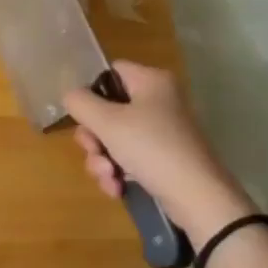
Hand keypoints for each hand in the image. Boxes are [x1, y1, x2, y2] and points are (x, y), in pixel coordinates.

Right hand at [62, 61, 255, 239]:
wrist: (196, 196)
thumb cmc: (151, 148)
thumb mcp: (107, 122)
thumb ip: (80, 103)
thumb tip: (71, 96)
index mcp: (151, 82)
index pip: (111, 71)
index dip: (92, 91)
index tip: (83, 115)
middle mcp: (158, 101)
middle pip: (107, 109)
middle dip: (94, 137)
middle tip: (94, 151)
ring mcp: (161, 131)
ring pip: (113, 138)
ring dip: (101, 160)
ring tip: (108, 177)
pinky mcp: (162, 158)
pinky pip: (127, 158)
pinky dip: (117, 172)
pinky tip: (117, 188)